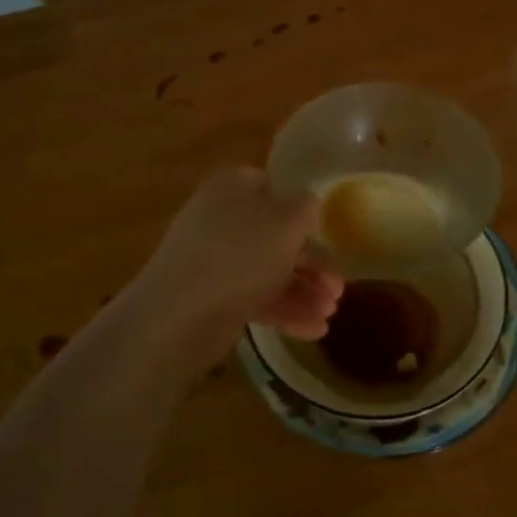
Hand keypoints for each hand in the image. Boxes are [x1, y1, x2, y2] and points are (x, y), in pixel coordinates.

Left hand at [135, 168, 343, 350]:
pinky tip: (313, 330)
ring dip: (303, 291)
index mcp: (233, 186)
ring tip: (329, 315)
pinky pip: (254, 296)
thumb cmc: (241, 254)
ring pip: (267, 269)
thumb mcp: (288, 221)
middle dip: (311, 263)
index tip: (330, 234)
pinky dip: (283, 310)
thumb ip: (306, 206)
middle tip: (337, 288)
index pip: (275, 187)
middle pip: (275, 235)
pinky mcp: (210, 296)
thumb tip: (307, 203)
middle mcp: (220, 218)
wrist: (179, 314)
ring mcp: (213, 259)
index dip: (304, 209)